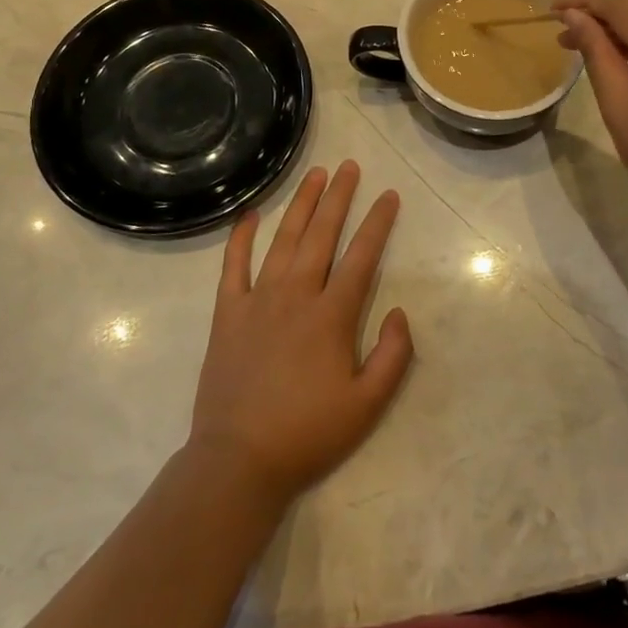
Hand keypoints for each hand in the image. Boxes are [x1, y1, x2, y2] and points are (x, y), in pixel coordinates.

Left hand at [189, 162, 413, 506]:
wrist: (239, 461)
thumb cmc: (308, 433)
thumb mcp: (367, 405)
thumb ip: (393, 356)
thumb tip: (400, 311)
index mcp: (331, 315)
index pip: (361, 256)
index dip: (378, 223)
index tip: (389, 195)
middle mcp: (296, 295)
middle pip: (322, 234)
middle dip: (339, 197)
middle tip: (350, 166)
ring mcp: (258, 300)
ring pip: (284, 240)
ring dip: (302, 205)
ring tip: (316, 175)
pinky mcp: (228, 313)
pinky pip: (234, 265)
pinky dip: (242, 237)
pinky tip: (251, 214)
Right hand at [554, 0, 627, 239]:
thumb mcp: (618, 103)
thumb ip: (596, 50)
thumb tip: (573, 14)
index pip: (622, 5)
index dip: (583, 0)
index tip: (550, 6)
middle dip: (601, 17)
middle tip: (563, 32)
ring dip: (625, 29)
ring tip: (586, 42)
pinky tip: (625, 54)